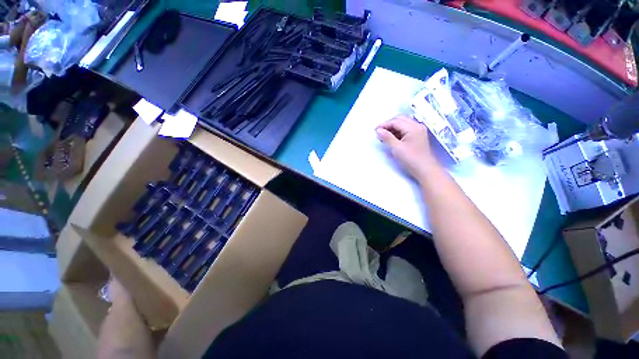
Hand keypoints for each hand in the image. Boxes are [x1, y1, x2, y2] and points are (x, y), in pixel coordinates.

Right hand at [376, 115, 437, 179]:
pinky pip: (405, 129)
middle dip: (388, 125)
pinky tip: (391, 139)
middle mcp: (417, 126)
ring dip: (392, 128)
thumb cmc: (411, 159)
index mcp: (413, 127)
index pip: (395, 121)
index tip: (375, 131)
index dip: (384, 125)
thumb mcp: (396, 148)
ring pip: (402, 124)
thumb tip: (378, 130)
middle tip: (379, 133)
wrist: (425, 170)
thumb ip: (387, 137)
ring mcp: (418, 131)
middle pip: (400, 120)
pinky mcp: (417, 136)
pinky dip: (397, 132)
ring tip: (384, 137)